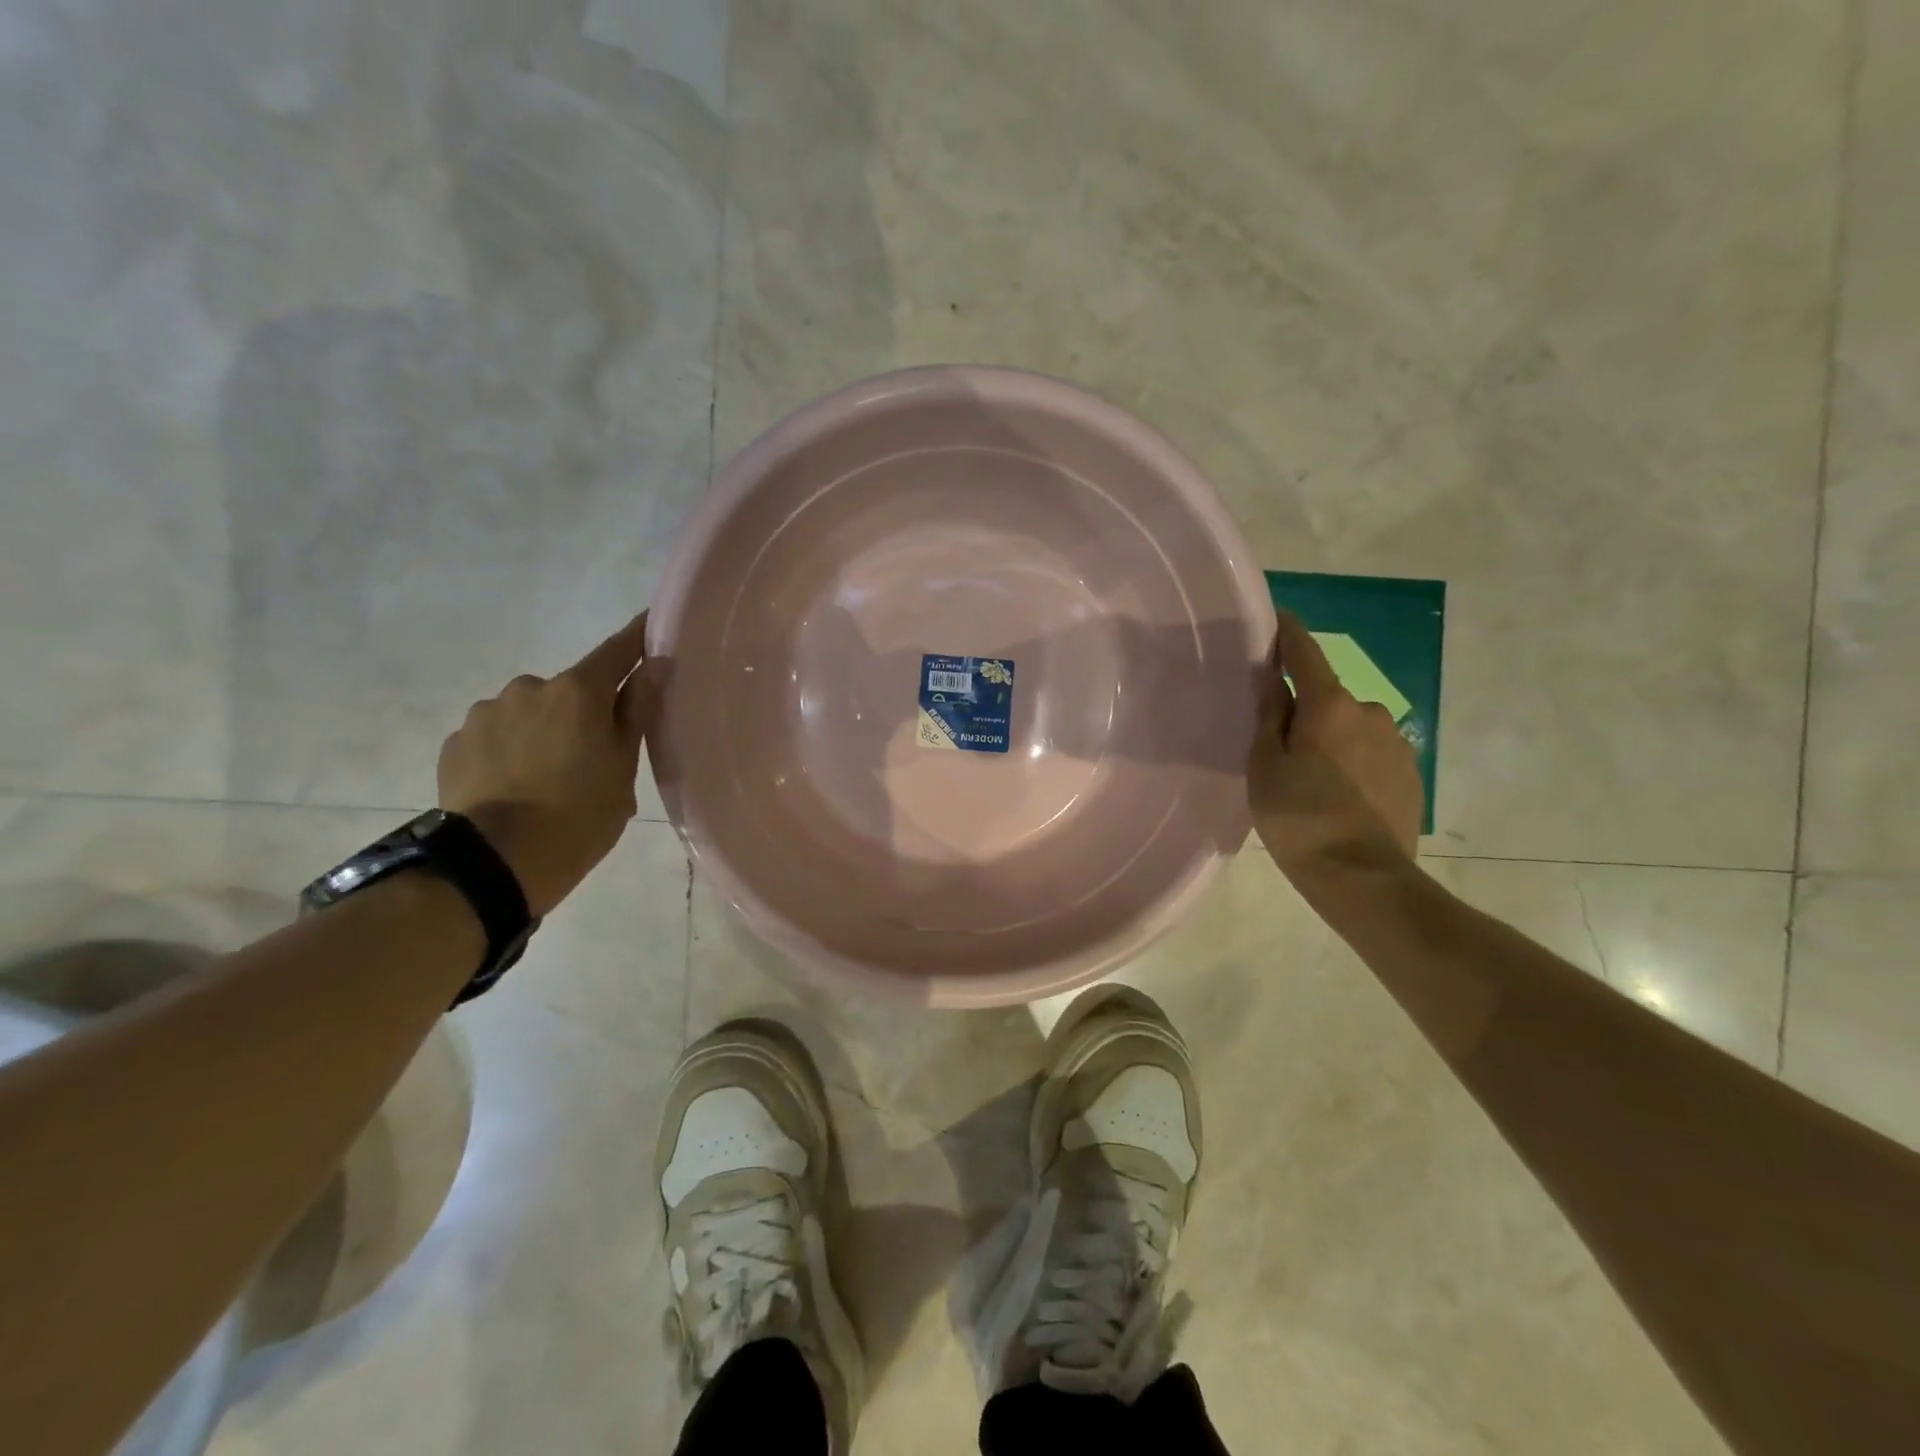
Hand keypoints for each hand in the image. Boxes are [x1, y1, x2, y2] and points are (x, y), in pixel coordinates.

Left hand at [437, 613, 666, 916]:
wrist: (495, 862)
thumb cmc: (580, 815)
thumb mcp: (623, 767)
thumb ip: (636, 712)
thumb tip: (654, 666)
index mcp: (578, 691)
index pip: (617, 651)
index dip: (638, 638)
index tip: (652, 622)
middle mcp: (529, 687)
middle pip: (570, 690)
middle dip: (582, 711)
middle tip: (592, 755)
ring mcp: (486, 712)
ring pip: (529, 713)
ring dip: (542, 731)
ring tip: (546, 778)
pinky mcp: (456, 741)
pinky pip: (496, 736)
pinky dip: (510, 750)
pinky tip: (515, 786)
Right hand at [1249, 611, 1422, 882]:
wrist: (1363, 877)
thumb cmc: (1299, 817)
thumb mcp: (1265, 765)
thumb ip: (1270, 716)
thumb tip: (1274, 678)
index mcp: (1329, 704)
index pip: (1305, 651)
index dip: (1287, 633)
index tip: (1276, 617)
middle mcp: (1370, 710)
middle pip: (1328, 697)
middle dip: (1305, 708)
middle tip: (1280, 743)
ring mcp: (1397, 742)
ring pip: (1351, 727)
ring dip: (1331, 738)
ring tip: (1311, 779)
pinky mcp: (1412, 773)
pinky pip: (1371, 753)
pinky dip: (1352, 762)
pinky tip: (1339, 796)